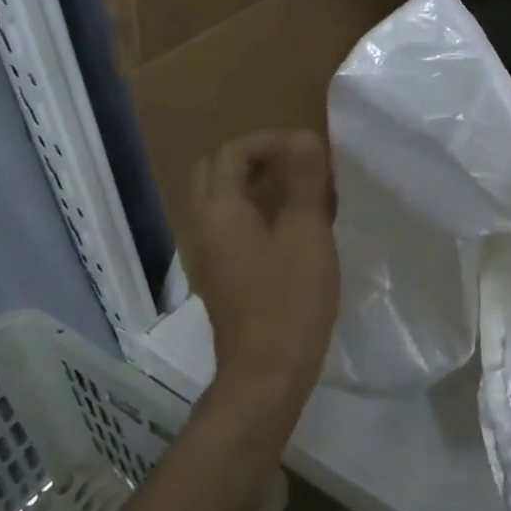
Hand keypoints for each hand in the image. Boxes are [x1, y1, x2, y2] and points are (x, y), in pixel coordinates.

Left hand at [187, 130, 338, 396]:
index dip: (269, 140)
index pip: (232, 153)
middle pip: (216, 173)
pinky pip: (230, 226)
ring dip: (254, 184)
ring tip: (298, 188)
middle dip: (254, 157)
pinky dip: (254, 211)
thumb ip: (305, 181)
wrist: (266, 373)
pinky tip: (290, 226)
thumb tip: (305, 138)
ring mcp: (208, 254)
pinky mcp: (221, 276)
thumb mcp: (306, 233)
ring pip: (222, 201)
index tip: (307, 147)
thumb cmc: (289, 299)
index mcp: (218, 210)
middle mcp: (203, 226)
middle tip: (295, 162)